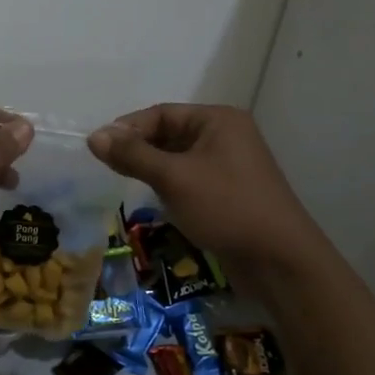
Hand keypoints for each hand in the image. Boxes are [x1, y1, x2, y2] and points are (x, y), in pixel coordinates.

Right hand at [87, 104, 313, 264]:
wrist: (280, 261)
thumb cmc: (226, 208)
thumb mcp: (174, 178)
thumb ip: (133, 155)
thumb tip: (94, 136)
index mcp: (218, 120)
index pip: (162, 113)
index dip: (128, 128)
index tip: (99, 149)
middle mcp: (226, 135)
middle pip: (170, 133)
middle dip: (139, 149)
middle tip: (108, 168)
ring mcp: (230, 165)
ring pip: (179, 158)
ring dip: (153, 168)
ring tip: (126, 183)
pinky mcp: (230, 192)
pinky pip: (191, 178)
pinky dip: (170, 185)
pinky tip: (156, 200)